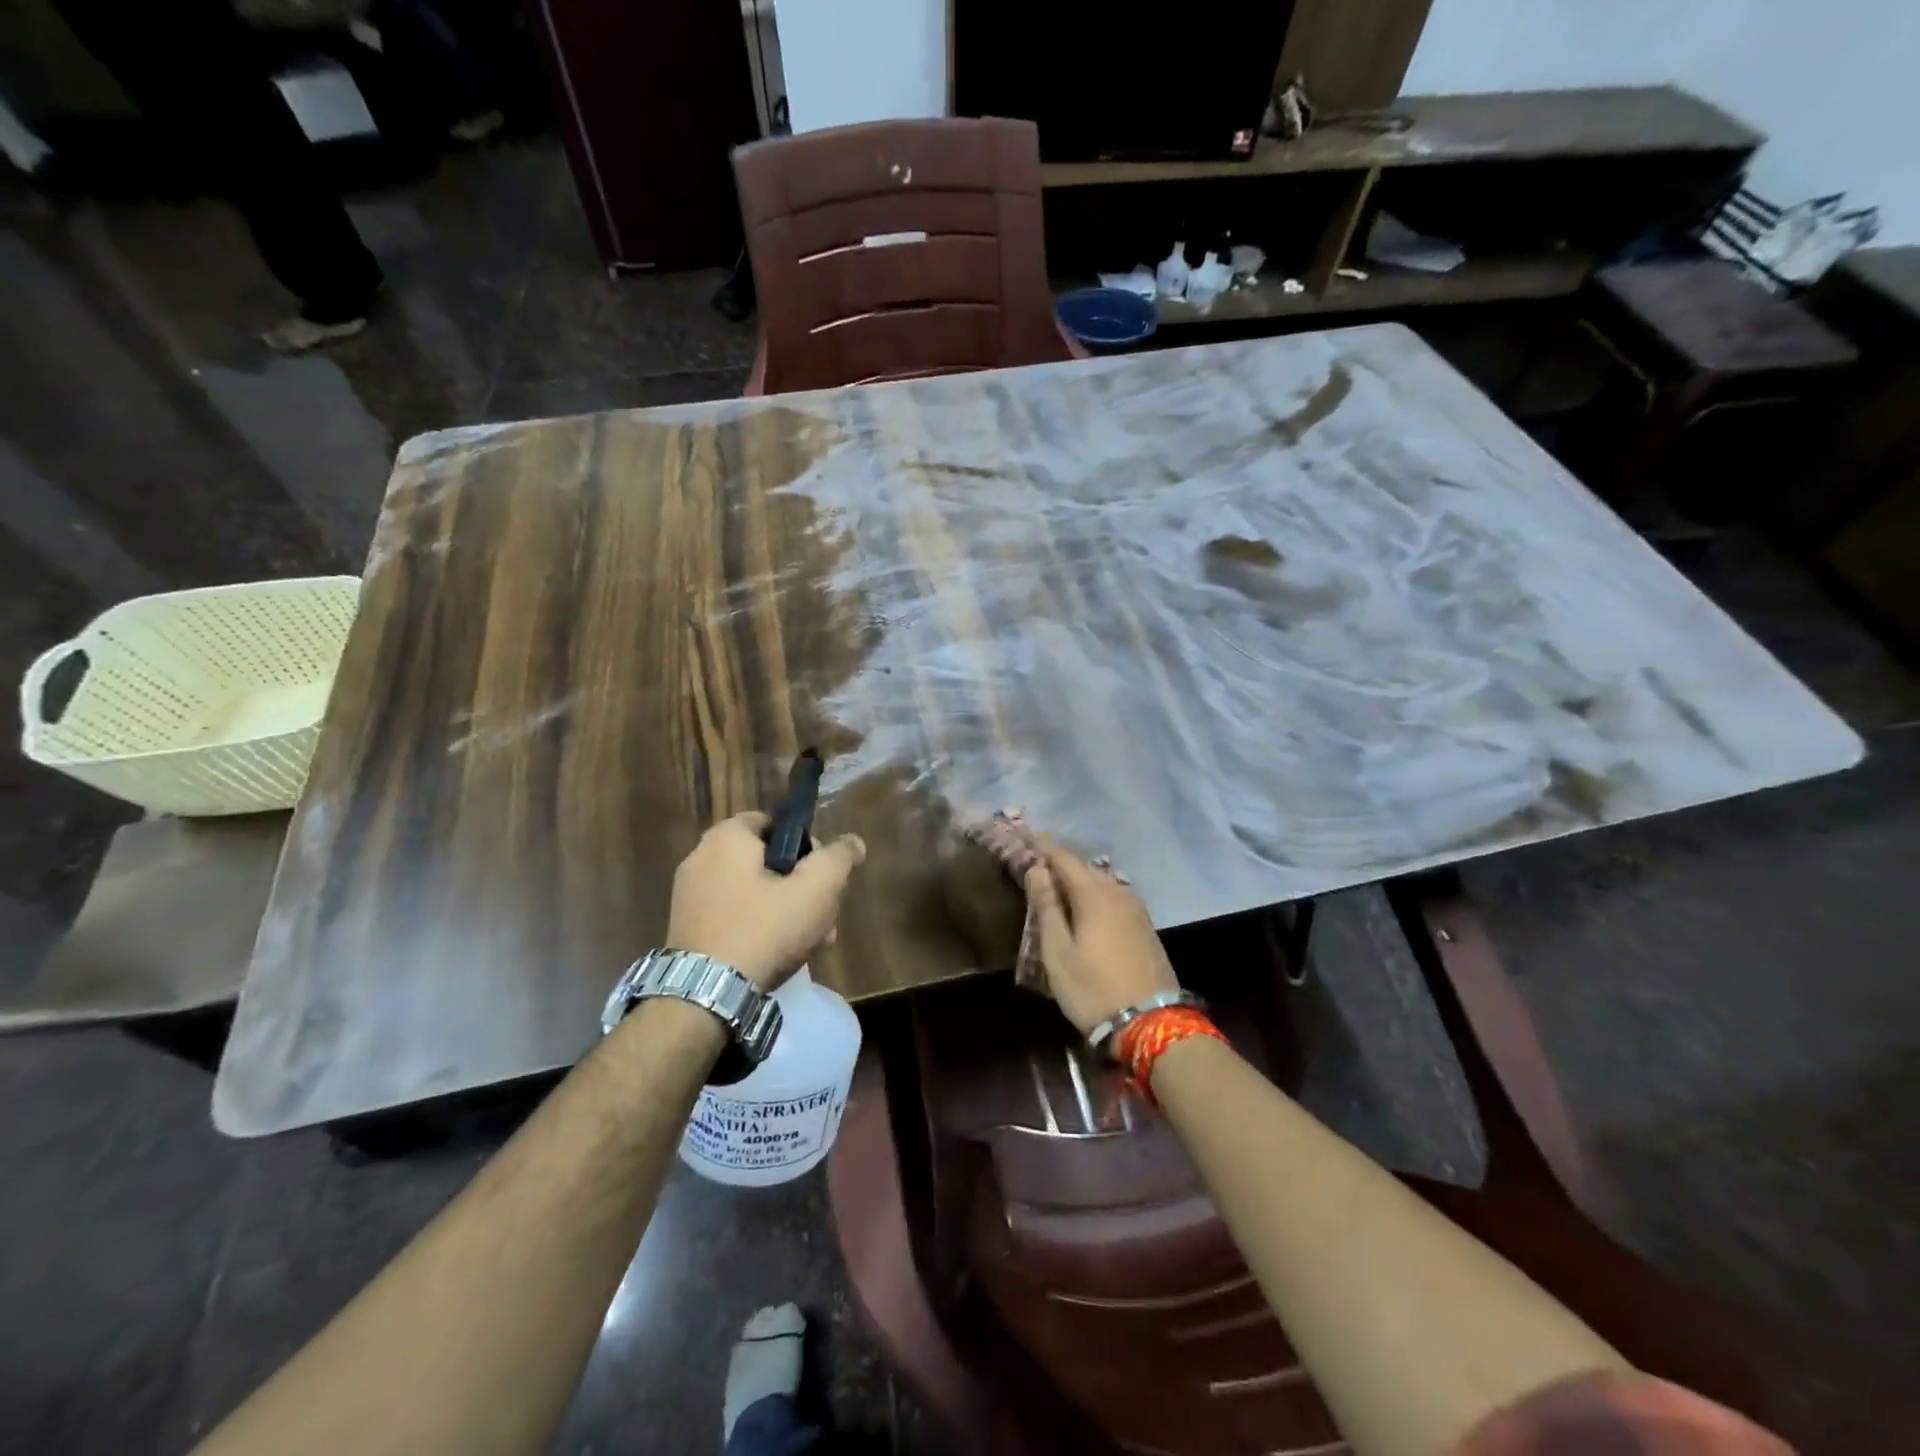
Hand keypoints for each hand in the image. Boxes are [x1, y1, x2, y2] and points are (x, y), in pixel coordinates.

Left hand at [668, 812, 866, 989]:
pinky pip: (733, 917)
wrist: (705, 996)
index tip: (823, 876)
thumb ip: (839, 858)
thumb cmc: (764, 929)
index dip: (807, 845)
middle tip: (823, 916)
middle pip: (768, 862)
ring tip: (810, 944)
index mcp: (726, 837)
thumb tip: (853, 843)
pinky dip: (758, 929)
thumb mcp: (817, 888)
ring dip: (786, 912)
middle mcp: (701, 858)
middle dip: (802, 887)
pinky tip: (778, 956)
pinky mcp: (686, 930)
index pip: (775, 823)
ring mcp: (689, 896)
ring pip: (754, 894)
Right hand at [1026, 844, 1178, 1035]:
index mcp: (1094, 894)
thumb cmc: (1093, 988)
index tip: (1025, 834)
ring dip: (1078, 880)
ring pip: (1101, 883)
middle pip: (1084, 868)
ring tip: (1056, 884)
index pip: (1064, 857)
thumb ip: (1046, 907)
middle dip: (1060, 862)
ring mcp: (1136, 909)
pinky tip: (1084, 908)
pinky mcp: (1145, 927)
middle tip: (1036, 862)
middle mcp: (1118, 892)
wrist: (1151, 1024)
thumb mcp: (1058, 952)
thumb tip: (1037, 869)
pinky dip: (1094, 895)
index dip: (1043, 845)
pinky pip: (1113, 898)